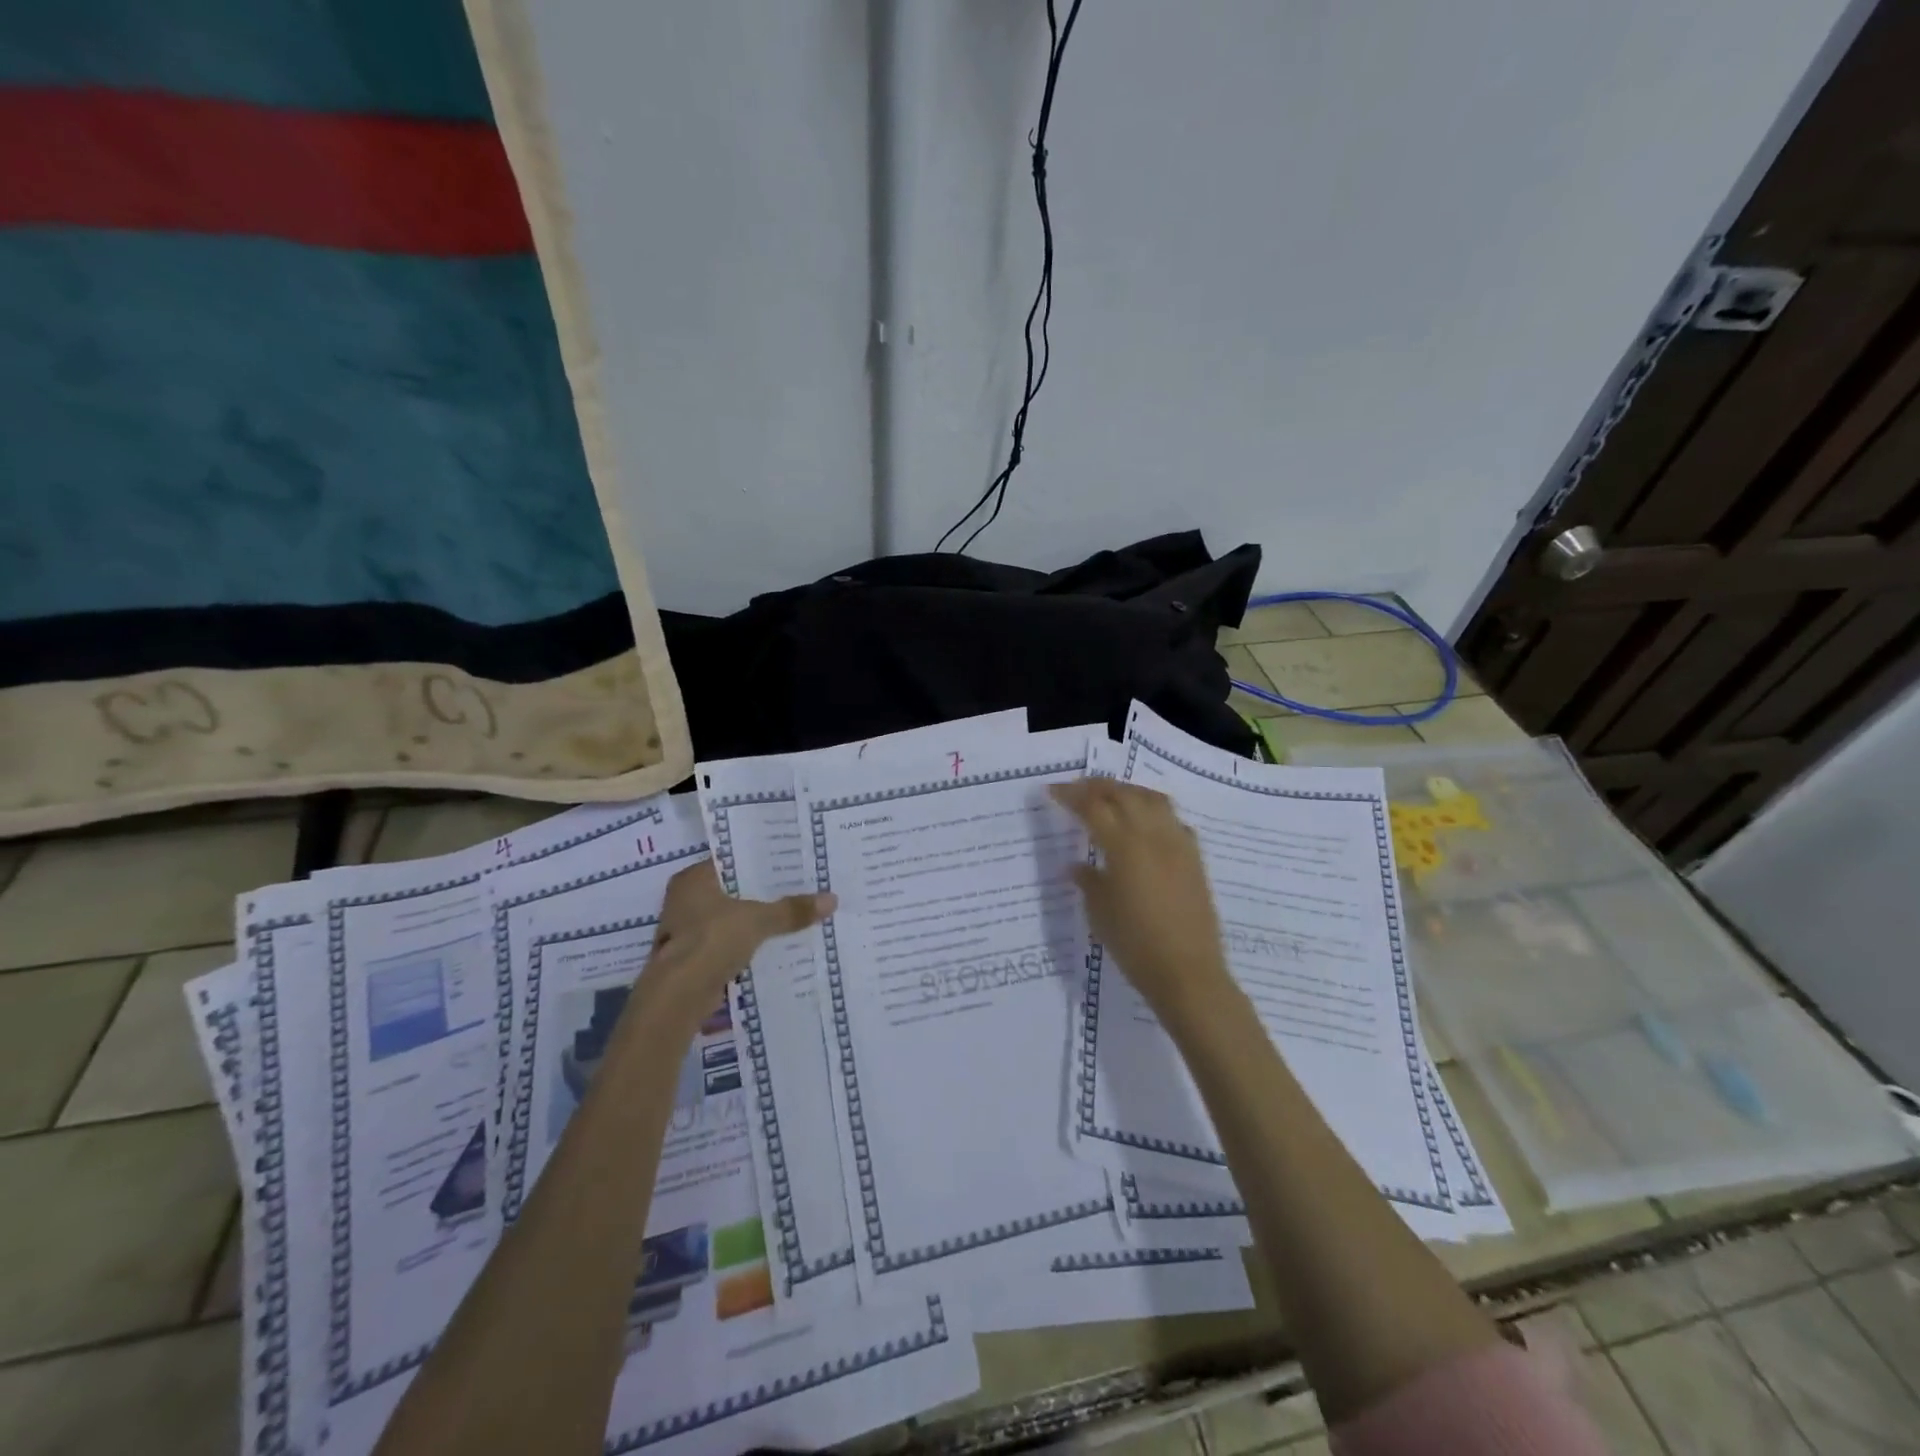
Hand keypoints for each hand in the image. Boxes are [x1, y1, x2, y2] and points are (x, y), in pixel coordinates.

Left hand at [639, 861, 834, 1025]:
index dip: (760, 862)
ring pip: (728, 918)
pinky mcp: (689, 957)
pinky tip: (770, 945)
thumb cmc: (712, 940)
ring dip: (751, 921)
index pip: (731, 861)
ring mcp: (683, 930)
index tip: (788, 863)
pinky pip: (724, 943)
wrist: (679, 995)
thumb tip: (832, 899)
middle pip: (731, 891)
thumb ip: (792, 910)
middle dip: (759, 894)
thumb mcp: (758, 920)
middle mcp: (683, 899)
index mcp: (692, 879)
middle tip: (796, 888)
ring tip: (789, 916)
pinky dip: (743, 944)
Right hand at [1050, 779, 1232, 1021]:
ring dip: (1128, 791)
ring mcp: (1178, 844)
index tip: (1052, 791)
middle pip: (1124, 794)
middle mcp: (1153, 835)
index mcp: (1124, 846)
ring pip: (1153, 799)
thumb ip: (1088, 881)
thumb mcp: (1100, 913)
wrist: (1187, 972)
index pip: (1093, 806)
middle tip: (1078, 789)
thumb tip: (1077, 866)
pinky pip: (1173, 820)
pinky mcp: (1194, 858)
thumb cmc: (1135, 945)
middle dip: (1098, 786)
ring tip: (1111, 796)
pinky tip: (1145, 824)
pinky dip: (1154, 811)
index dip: (1071, 795)